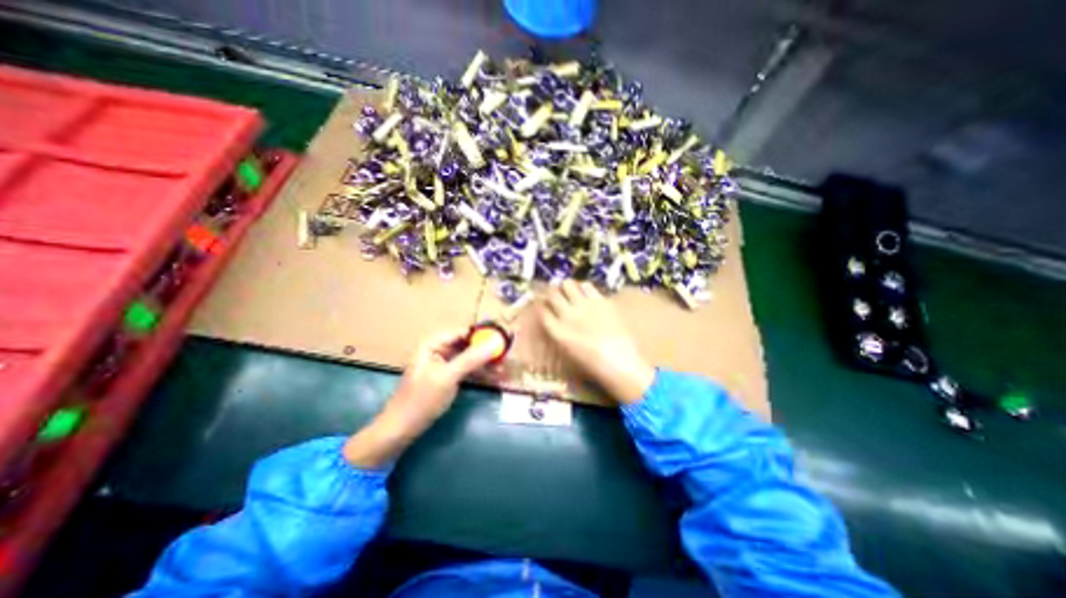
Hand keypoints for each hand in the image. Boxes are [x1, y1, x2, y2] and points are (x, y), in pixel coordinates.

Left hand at [349, 330, 502, 468]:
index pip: (462, 332)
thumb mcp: (448, 377)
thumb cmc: (421, 400)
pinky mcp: (448, 378)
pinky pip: (468, 371)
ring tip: (506, 369)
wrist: (401, 430)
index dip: (482, 334)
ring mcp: (444, 365)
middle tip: (507, 357)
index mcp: (433, 344)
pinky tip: (496, 378)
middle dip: (487, 351)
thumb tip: (495, 342)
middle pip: (468, 345)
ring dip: (486, 364)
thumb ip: (471, 359)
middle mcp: (439, 351)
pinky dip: (481, 374)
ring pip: (470, 359)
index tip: (502, 339)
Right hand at [546, 277, 653, 404]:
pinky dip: (583, 287)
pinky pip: (586, 285)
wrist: (620, 362)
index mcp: (557, 331)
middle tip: (556, 293)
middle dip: (552, 292)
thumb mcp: (568, 350)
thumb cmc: (592, 362)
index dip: (542, 305)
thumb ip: (559, 332)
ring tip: (570, 291)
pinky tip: (586, 292)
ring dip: (567, 287)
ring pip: (568, 284)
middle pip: (552, 294)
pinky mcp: (599, 300)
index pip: (542, 310)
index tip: (544, 303)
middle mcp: (567, 315)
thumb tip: (555, 318)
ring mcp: (584, 306)